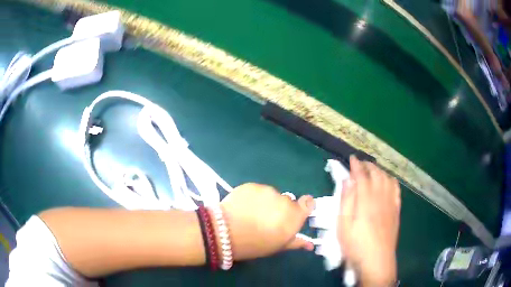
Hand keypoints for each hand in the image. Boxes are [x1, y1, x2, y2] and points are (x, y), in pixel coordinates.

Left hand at [220, 183, 314, 260]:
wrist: (225, 232)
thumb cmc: (255, 244)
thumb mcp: (278, 246)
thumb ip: (296, 242)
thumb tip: (310, 243)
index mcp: (294, 216)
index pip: (308, 202)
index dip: (304, 205)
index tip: (296, 212)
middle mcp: (284, 200)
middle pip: (287, 201)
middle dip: (280, 208)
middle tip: (267, 220)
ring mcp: (267, 191)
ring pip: (271, 195)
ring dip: (266, 202)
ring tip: (252, 214)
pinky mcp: (251, 185)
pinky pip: (257, 191)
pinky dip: (253, 197)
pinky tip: (243, 208)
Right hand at [338, 156, 400, 285]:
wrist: (377, 261)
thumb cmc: (356, 246)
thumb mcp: (343, 226)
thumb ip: (346, 202)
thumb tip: (347, 180)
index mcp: (366, 201)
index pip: (362, 176)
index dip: (356, 165)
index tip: (352, 158)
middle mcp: (380, 197)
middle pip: (377, 174)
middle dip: (368, 165)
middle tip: (360, 164)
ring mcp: (390, 203)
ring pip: (387, 179)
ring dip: (380, 171)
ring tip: (372, 170)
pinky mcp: (396, 211)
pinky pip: (396, 190)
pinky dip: (392, 181)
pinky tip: (388, 182)